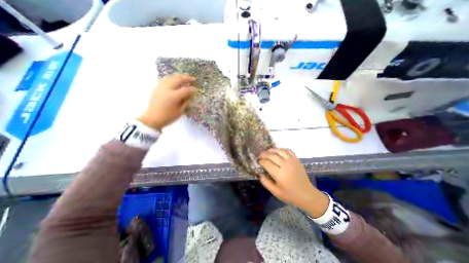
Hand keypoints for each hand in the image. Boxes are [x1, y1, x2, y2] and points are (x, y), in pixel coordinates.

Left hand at [139, 74, 196, 130]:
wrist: (152, 119)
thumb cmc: (168, 117)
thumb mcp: (180, 111)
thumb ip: (186, 101)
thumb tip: (191, 95)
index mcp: (174, 96)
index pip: (186, 90)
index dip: (193, 89)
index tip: (197, 90)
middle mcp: (167, 89)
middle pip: (179, 80)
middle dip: (187, 78)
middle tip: (193, 79)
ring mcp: (161, 87)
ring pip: (171, 77)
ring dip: (179, 76)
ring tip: (185, 77)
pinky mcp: (157, 88)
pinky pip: (165, 79)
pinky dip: (172, 78)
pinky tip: (175, 79)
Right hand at [256, 148, 328, 217]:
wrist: (307, 195)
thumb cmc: (290, 195)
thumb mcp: (275, 192)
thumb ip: (265, 182)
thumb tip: (259, 173)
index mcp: (279, 175)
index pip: (267, 163)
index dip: (261, 161)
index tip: (258, 161)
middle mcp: (285, 165)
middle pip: (272, 155)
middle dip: (264, 154)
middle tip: (260, 155)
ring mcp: (292, 161)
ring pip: (279, 150)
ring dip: (271, 150)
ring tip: (267, 151)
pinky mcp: (296, 159)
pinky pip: (288, 150)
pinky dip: (281, 149)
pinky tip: (277, 151)